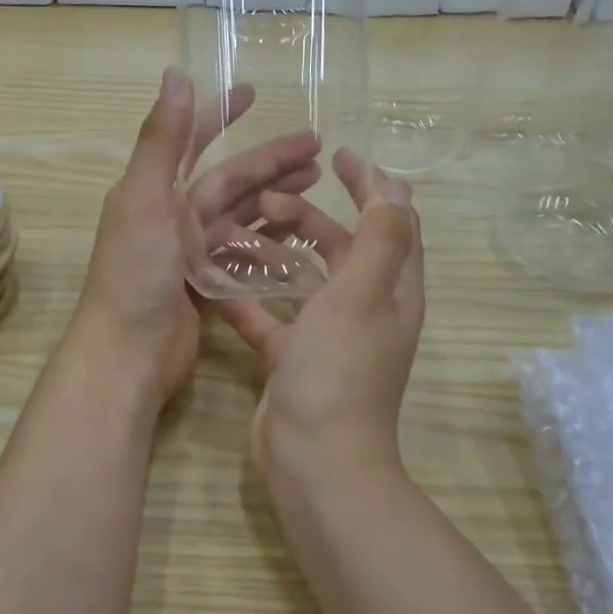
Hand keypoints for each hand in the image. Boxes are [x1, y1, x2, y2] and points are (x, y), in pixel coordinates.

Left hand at [69, 68, 320, 409]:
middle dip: (269, 160)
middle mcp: (171, 215)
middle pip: (229, 179)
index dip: (219, 114)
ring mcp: (190, 252)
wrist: (128, 354)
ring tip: (319, 181)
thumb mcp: (145, 198)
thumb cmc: (135, 273)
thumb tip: (176, 73)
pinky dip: (270, 239)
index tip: (251, 92)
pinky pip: (244, 252)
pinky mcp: (207, 284)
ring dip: (276, 195)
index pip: (190, 140)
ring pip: (241, 214)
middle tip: (317, 146)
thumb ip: (161, 139)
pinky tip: (302, 231)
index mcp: (153, 190)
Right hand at [209, 149, 424, 479]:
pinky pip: (270, 316)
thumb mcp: (363, 293)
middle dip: (310, 216)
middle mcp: (365, 309)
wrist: (313, 459)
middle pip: (342, 246)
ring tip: (238, 230)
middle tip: (267, 200)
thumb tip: (396, 185)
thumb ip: (381, 237)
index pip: (392, 222)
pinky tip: (216, 280)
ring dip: (276, 251)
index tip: (338, 153)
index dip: (372, 184)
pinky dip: (249, 297)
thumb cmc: (340, 369)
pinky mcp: (292, 358)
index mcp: (392, 290)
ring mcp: (327, 336)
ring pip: (303, 279)